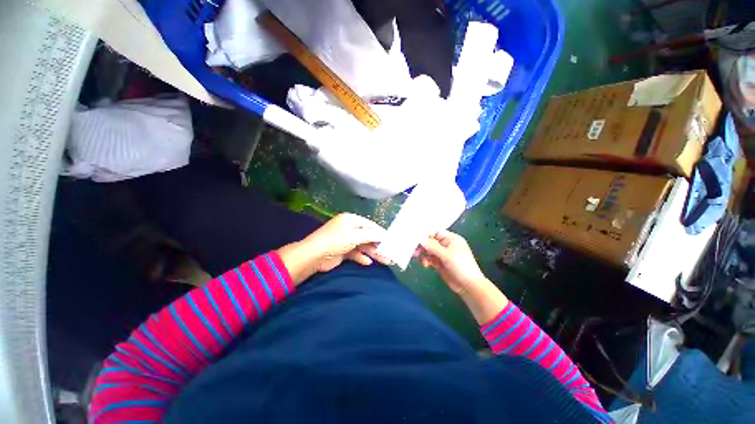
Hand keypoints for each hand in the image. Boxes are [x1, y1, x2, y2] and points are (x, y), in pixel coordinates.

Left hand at [277, 213, 391, 284]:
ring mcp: (345, 240)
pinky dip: (361, 257)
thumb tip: (384, 234)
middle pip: (367, 236)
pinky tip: (368, 262)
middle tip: (390, 252)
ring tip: (385, 260)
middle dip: (378, 245)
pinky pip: (355, 253)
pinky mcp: (342, 251)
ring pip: (363, 246)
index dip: (380, 232)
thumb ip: (371, 235)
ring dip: (373, 252)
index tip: (391, 239)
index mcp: (351, 220)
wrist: (314, 256)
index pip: (369, 224)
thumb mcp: (355, 235)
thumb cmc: (336, 240)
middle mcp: (349, 228)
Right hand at [417, 230, 487, 295]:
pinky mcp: (439, 263)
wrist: (469, 287)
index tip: (415, 239)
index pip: (435, 232)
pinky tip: (425, 265)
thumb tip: (420, 238)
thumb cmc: (462, 267)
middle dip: (423, 245)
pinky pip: (429, 258)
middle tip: (415, 251)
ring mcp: (442, 254)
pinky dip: (426, 260)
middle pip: (430, 241)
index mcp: (451, 239)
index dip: (425, 234)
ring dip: (423, 253)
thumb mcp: (447, 256)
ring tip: (419, 258)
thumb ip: (433, 246)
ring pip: (428, 250)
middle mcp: (446, 244)